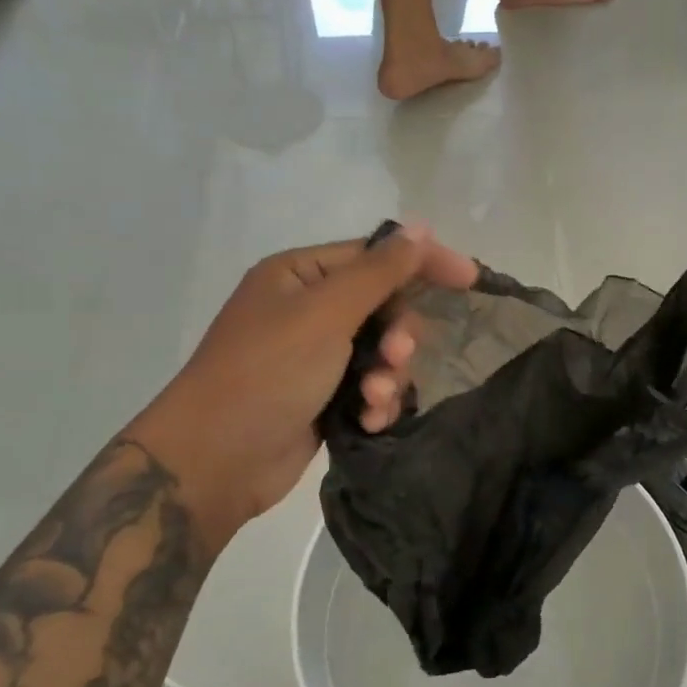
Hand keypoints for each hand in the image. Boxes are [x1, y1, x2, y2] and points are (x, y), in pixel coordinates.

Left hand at [127, 225, 476, 549]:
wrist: (216, 459)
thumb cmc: (268, 371)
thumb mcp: (325, 313)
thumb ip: (379, 271)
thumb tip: (420, 227)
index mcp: (300, 275)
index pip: (375, 256)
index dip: (423, 263)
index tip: (470, 279)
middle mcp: (307, 310)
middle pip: (383, 307)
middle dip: (397, 335)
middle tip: (396, 358)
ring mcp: (315, 357)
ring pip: (381, 353)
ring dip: (389, 375)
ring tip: (374, 398)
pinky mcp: (323, 399)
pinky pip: (369, 388)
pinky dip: (376, 402)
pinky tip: (371, 420)